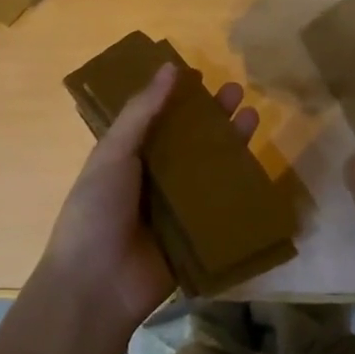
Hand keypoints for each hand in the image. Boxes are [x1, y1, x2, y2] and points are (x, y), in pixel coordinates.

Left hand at [39, 62, 261, 335]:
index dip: (178, 96)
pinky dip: (238, 187)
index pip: (158, 117)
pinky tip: (258, 166)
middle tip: (237, 92)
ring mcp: (176, 207)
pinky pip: (220, 206)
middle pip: (189, 140)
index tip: (202, 75)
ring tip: (253, 117)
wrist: (97, 286)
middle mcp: (153, 177)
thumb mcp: (113, 153)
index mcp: (128, 156)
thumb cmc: (96, 211)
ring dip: (229, 144)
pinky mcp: (195, 234)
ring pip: (209, 169)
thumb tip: (171, 67)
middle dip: (212, 116)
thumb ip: (142, 112)